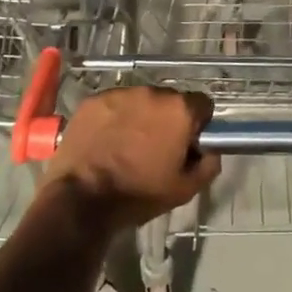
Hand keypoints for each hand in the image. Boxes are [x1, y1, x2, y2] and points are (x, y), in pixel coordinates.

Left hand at [43, 85, 220, 230]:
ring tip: (127, 144)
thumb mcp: (185, 189)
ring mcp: (121, 93)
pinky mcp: (94, 100)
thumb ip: (208, 164)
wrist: (81, 200)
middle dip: (167, 119)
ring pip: (140, 100)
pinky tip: (106, 140)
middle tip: (156, 146)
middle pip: (170, 100)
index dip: (198, 124)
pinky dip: (114, 117)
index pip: (202, 104)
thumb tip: (210, 150)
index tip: (187, 142)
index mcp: (179, 110)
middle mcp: (153, 92)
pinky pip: (114, 104)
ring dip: (140, 116)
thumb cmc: (138, 194)